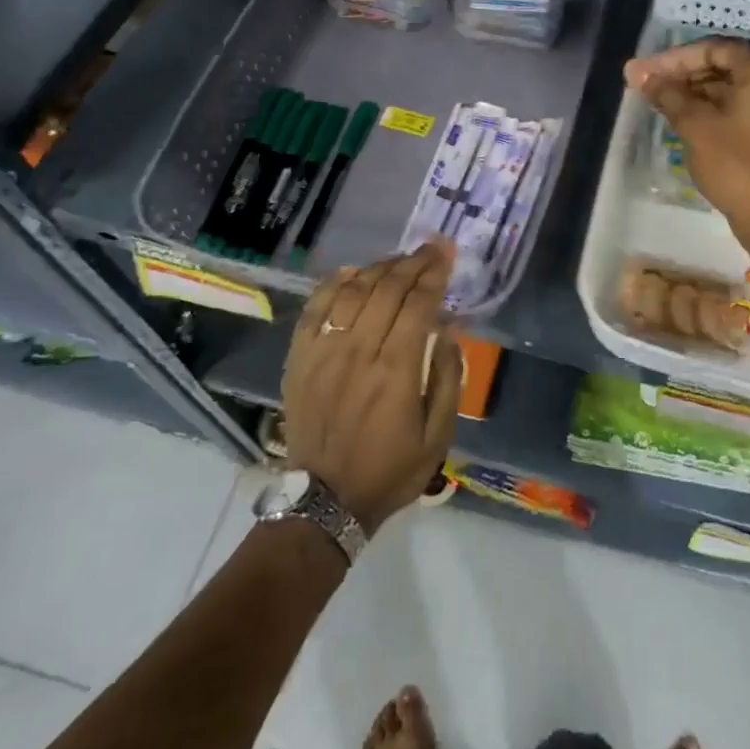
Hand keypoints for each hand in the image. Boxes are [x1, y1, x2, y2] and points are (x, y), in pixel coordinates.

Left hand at [282, 242, 462, 534]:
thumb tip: (449, 332)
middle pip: (387, 288)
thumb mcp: (438, 436)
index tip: (448, 252)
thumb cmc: (390, 470)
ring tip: (399, 259)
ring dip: (380, 268)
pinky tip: (352, 272)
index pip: (418, 303)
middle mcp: (359, 351)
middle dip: (414, 261)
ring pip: (353, 291)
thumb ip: (449, 380)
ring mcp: (324, 352)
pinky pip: (316, 308)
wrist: (324, 501)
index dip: (435, 272)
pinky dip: (334, 284)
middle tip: (431, 247)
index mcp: (397, 370)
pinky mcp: (300, 359)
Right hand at [625, 37, 749, 264]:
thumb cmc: (737, 164)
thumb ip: (666, 93)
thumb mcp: (696, 125)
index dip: (671, 60)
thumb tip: (636, 71)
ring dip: (696, 90)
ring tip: (658, 100)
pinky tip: (684, 114)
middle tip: (645, 85)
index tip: (640, 72)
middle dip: (682, 74)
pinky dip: (714, 105)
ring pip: (732, 83)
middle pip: (723, 63)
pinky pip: (743, 101)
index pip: (711, 49)